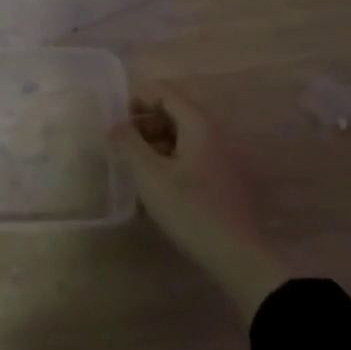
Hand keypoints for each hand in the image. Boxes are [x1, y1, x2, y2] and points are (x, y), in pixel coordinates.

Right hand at [110, 86, 285, 319]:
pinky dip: (167, 159)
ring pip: (180, 136)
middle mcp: (214, 134)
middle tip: (118, 145)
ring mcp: (221, 157)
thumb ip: (128, 143)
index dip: (134, 99)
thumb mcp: (150, 175)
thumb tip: (114, 124)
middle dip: (141, 122)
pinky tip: (153, 185)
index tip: (111, 120)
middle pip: (172, 112)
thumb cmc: (191, 210)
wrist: (239, 257)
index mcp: (199, 125)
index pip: (164, 92)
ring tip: (131, 166)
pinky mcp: (221, 179)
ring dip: (152, 143)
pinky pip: (189, 155)